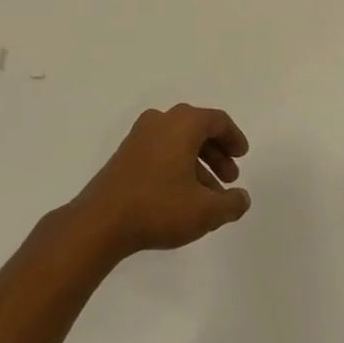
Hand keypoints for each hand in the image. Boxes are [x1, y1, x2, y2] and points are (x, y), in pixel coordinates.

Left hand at [72, 104, 250, 257]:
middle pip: (197, 129)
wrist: (101, 221)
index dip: (234, 138)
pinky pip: (161, 151)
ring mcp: (139, 137)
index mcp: (182, 123)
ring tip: (209, 196)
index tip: (242, 156)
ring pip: (178, 143)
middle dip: (217, 153)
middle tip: (230, 178)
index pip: (217, 121)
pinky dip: (178, 167)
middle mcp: (160, 121)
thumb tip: (242, 198)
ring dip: (198, 164)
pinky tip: (183, 197)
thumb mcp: (205, 211)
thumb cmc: (159, 207)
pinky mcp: (125, 155)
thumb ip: (231, 204)